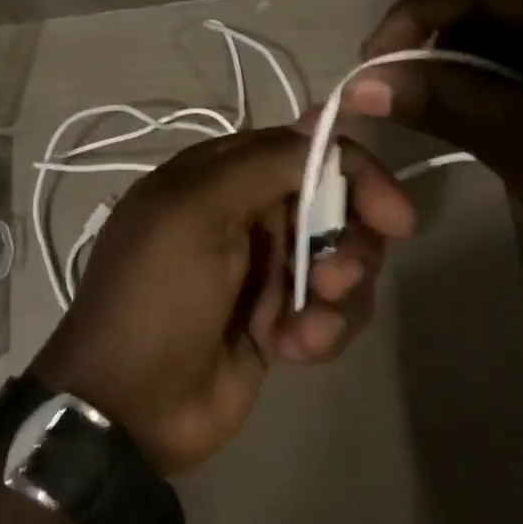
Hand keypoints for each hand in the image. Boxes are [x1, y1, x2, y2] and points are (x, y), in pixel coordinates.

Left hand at [31, 127, 413, 474]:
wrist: (129, 407)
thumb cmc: (156, 298)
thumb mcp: (195, 214)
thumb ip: (263, 163)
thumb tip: (324, 116)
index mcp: (219, 178)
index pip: (305, 151)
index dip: (354, 175)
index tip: (394, 216)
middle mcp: (246, 215)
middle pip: (332, 207)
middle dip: (347, 245)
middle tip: (334, 279)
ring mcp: (265, 270)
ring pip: (340, 261)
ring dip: (337, 295)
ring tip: (307, 327)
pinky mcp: (280, 321)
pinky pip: (331, 311)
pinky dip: (322, 330)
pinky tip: (293, 351)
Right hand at [346, 0, 522, 315]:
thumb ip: (447, 102)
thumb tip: (360, 83)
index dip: (423, 10)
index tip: (370, 58)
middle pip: (505, 0)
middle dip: (439, 38)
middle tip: (386, 82)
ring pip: (514, 34)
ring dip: (459, 64)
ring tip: (413, 100)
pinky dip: (488, 86)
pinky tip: (457, 110)